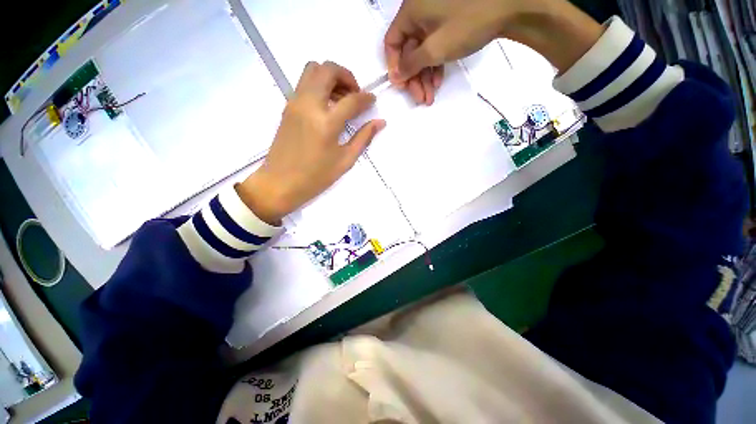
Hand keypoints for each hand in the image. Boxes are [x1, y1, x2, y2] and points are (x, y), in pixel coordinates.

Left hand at [237, 62, 385, 224]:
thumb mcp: (345, 160)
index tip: (372, 100)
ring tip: (341, 99)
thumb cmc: (316, 177)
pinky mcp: (287, 107)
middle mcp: (309, 105)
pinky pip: (304, 83)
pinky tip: (327, 106)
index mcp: (326, 123)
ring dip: (331, 76)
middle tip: (355, 94)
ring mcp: (295, 103)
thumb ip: (363, 138)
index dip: (366, 98)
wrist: (280, 183)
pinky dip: (319, 84)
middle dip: (346, 76)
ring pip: (312, 69)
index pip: (351, 99)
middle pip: (328, 69)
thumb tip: (380, 122)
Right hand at [384, 0, 602, 102]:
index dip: (395, 67)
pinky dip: (435, 65)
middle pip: (408, 51)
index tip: (403, 87)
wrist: (509, 6)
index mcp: (410, 11)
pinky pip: (434, 47)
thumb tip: (394, 76)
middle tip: (421, 98)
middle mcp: (419, 12)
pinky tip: (438, 81)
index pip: (392, 43)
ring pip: (422, 52)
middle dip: (414, 77)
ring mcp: (434, 18)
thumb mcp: (434, 48)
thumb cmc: (467, 24)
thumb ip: (411, 64)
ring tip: (430, 96)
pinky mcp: (447, 23)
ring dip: (424, 76)